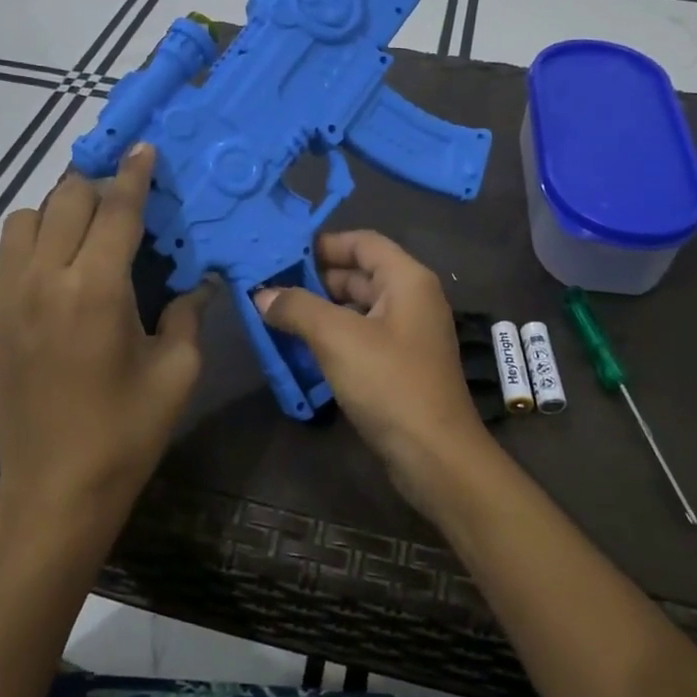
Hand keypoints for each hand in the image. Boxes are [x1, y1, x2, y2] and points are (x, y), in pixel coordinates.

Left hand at [0, 143, 207, 511]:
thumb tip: (200, 281)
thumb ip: (189, 313)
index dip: (134, 174)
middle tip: (121, 203)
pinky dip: (29, 258)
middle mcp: (42, 282)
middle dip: (97, 189)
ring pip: (21, 223)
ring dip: (55, 216)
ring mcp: (1, 303)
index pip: (116, 210)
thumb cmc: (129, 429)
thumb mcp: (178, 370)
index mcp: (96, 290)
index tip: (144, 148)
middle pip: (64, 200)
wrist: (57, 488)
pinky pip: (2, 266)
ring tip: (80, 240)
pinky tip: (51, 290)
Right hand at [254, 230, 488, 514]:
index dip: (323, 244)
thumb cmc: (390, 383)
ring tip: (277, 318)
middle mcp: (412, 299)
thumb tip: (263, 294)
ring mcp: (408, 334)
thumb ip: (298, 308)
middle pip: (359, 274)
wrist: (434, 455)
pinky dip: (333, 337)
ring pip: (358, 308)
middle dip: (315, 280)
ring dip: (320, 311)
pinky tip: (301, 349)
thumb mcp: (337, 338)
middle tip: (270, 288)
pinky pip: (362, 337)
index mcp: (407, 280)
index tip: (282, 255)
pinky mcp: (400, 365)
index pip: (363, 242)